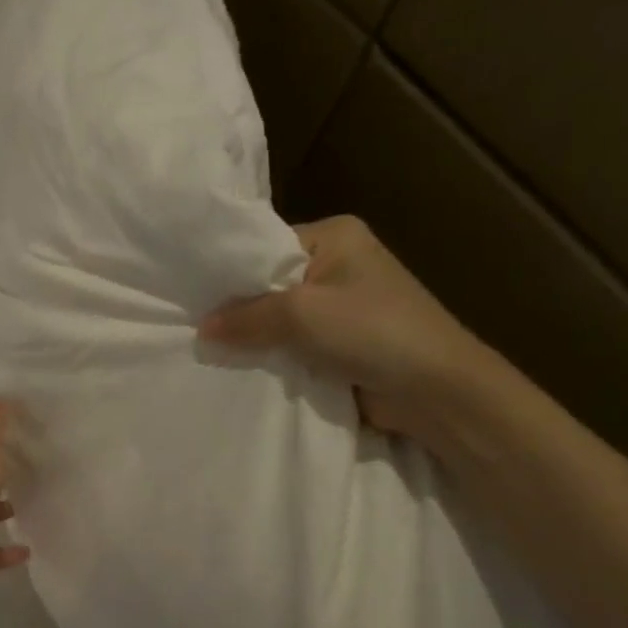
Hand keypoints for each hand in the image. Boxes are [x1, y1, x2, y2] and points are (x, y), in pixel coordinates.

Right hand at [199, 215, 489, 441]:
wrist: (437, 391)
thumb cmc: (373, 332)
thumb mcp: (301, 314)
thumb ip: (246, 317)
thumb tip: (202, 329)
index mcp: (335, 236)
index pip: (265, 246)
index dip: (230, 272)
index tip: (191, 296)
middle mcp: (336, 264)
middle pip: (269, 284)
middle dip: (239, 309)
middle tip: (194, 327)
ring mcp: (340, 306)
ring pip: (278, 319)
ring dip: (255, 338)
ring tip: (209, 350)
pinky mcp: (340, 343)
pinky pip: (292, 345)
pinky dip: (273, 356)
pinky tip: (240, 367)